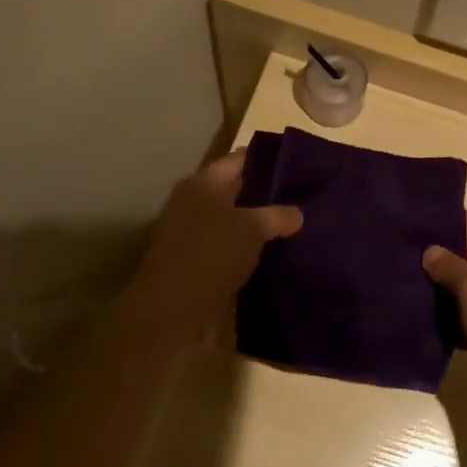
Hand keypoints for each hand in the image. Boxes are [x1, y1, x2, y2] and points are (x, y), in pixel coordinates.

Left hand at [131, 150, 301, 330]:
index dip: (268, 159)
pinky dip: (239, 245)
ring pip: (227, 217)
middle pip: (233, 187)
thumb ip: (278, 216)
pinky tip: (263, 254)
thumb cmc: (212, 254)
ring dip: (251, 223)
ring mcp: (186, 229)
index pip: (241, 158)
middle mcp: (192, 198)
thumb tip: (297, 214)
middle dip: (262, 193)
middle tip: (296, 198)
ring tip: (285, 227)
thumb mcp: (254, 230)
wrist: (169, 308)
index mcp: (204, 180)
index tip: (296, 166)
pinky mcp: (187, 257)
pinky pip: (220, 242)